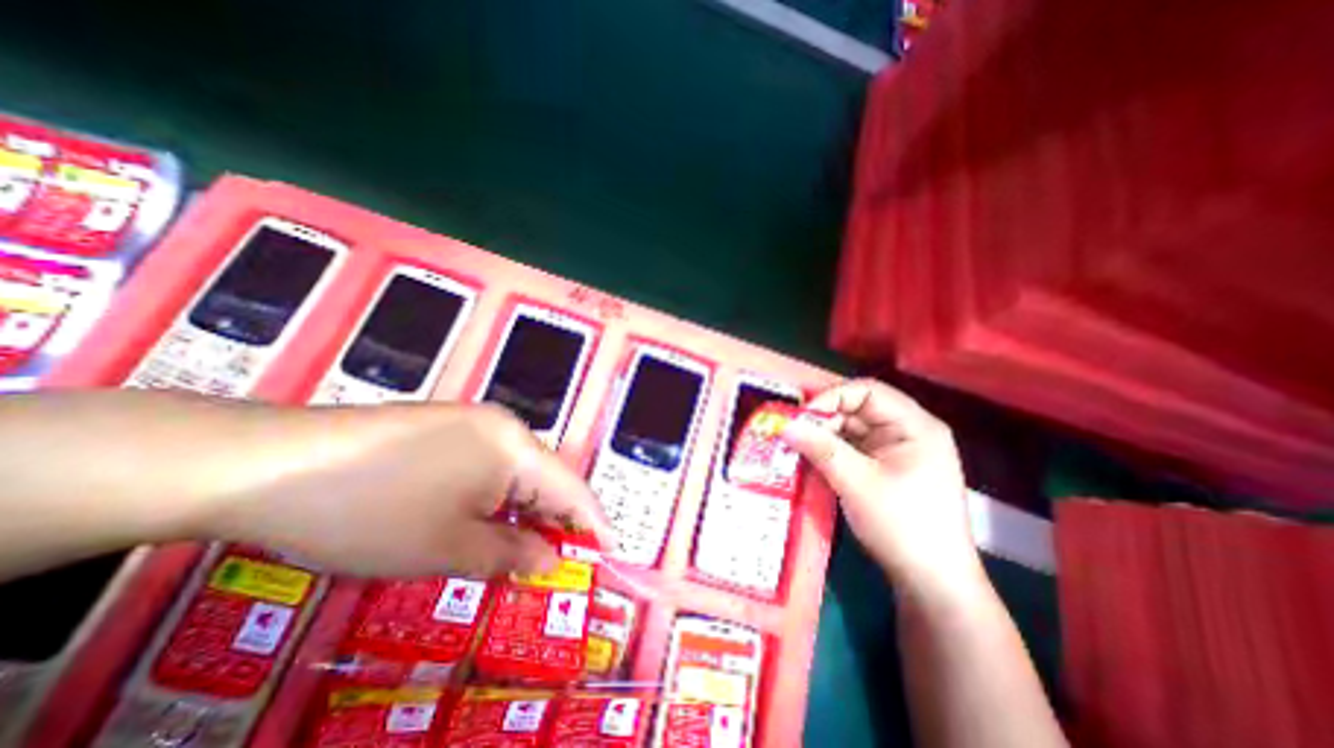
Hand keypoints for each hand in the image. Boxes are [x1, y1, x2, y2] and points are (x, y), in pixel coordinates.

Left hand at [196, 400, 614, 576]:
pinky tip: (485, 518)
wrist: (269, 464)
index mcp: (516, 447)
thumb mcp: (447, 547)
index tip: (610, 554)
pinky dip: (498, 496)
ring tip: (527, 547)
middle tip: (563, 561)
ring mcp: (475, 422)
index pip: (573, 489)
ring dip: (526, 510)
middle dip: (558, 520)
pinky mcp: (448, 427)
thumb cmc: (371, 511)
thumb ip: (511, 554)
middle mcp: (505, 427)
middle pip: (548, 478)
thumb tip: (551, 561)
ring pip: (518, 472)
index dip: (595, 524)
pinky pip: (491, 464)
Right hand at [785, 380, 976, 591]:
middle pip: (857, 409)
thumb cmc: (902, 527)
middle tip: (792, 434)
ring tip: (795, 448)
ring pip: (850, 429)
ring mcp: (895, 449)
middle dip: (823, 419)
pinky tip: (810, 460)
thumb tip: (784, 425)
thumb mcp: (857, 483)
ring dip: (823, 436)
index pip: (868, 391)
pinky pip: (851, 448)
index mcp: (915, 426)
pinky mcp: (884, 467)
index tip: (801, 417)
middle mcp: (907, 431)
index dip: (831, 397)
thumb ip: (820, 448)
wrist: (932, 583)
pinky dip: (829, 451)